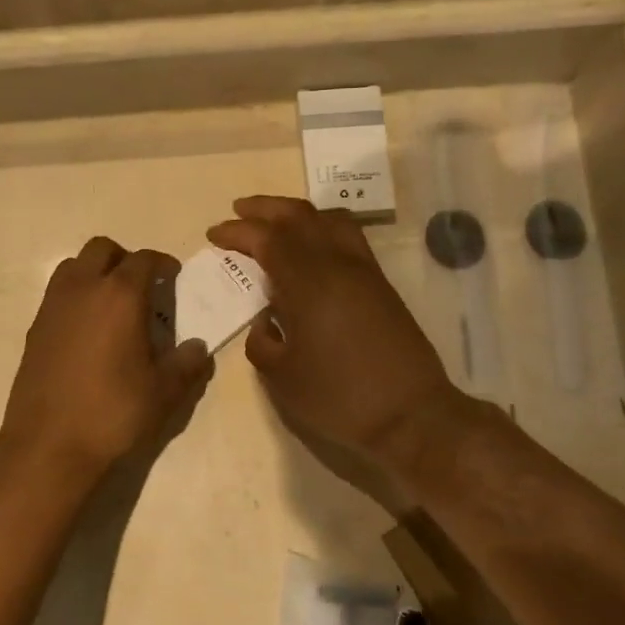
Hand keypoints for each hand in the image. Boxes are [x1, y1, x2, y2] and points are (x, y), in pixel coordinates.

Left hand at [0, 237, 211, 482]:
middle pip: (102, 249)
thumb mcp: (164, 392)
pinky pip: (58, 294)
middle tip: (142, 286)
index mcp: (120, 296)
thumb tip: (198, 347)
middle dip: (125, 259)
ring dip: (95, 272)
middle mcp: (83, 289)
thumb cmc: (113, 413)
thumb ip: (187, 364)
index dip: (161, 263)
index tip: (172, 276)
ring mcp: (53, 306)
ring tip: (112, 303)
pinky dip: (76, 296)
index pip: (143, 260)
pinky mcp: (34, 328)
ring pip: (73, 266)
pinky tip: (88, 330)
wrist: (49, 445)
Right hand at [207, 196, 465, 466]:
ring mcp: (364, 271)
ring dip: (296, 212)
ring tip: (275, 221)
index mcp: (308, 284)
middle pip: (299, 216)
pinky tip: (311, 245)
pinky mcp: (380, 284)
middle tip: (238, 211)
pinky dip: (322, 227)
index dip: (237, 232)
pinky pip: (348, 236)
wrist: (411, 415)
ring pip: (328, 219)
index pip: (268, 239)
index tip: (214, 234)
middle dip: (264, 208)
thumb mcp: (281, 378)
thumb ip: (262, 341)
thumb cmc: (339, 398)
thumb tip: (266, 319)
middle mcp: (337, 265)